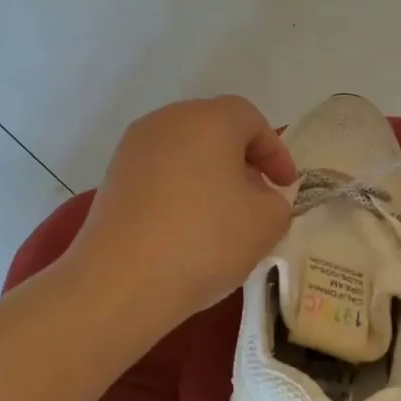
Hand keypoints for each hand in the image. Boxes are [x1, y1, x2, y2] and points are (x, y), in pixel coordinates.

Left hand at [71, 96, 296, 324]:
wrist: (120, 281)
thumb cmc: (204, 241)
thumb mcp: (266, 224)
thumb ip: (277, 202)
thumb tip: (257, 198)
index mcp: (208, 120)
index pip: (251, 120)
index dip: (275, 152)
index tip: (287, 187)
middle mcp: (166, 122)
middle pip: (214, 130)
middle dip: (242, 161)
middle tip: (258, 197)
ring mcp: (133, 149)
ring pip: (184, 152)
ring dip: (209, 176)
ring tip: (223, 217)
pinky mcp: (113, 178)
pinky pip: (159, 174)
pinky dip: (180, 191)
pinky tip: (187, 229)